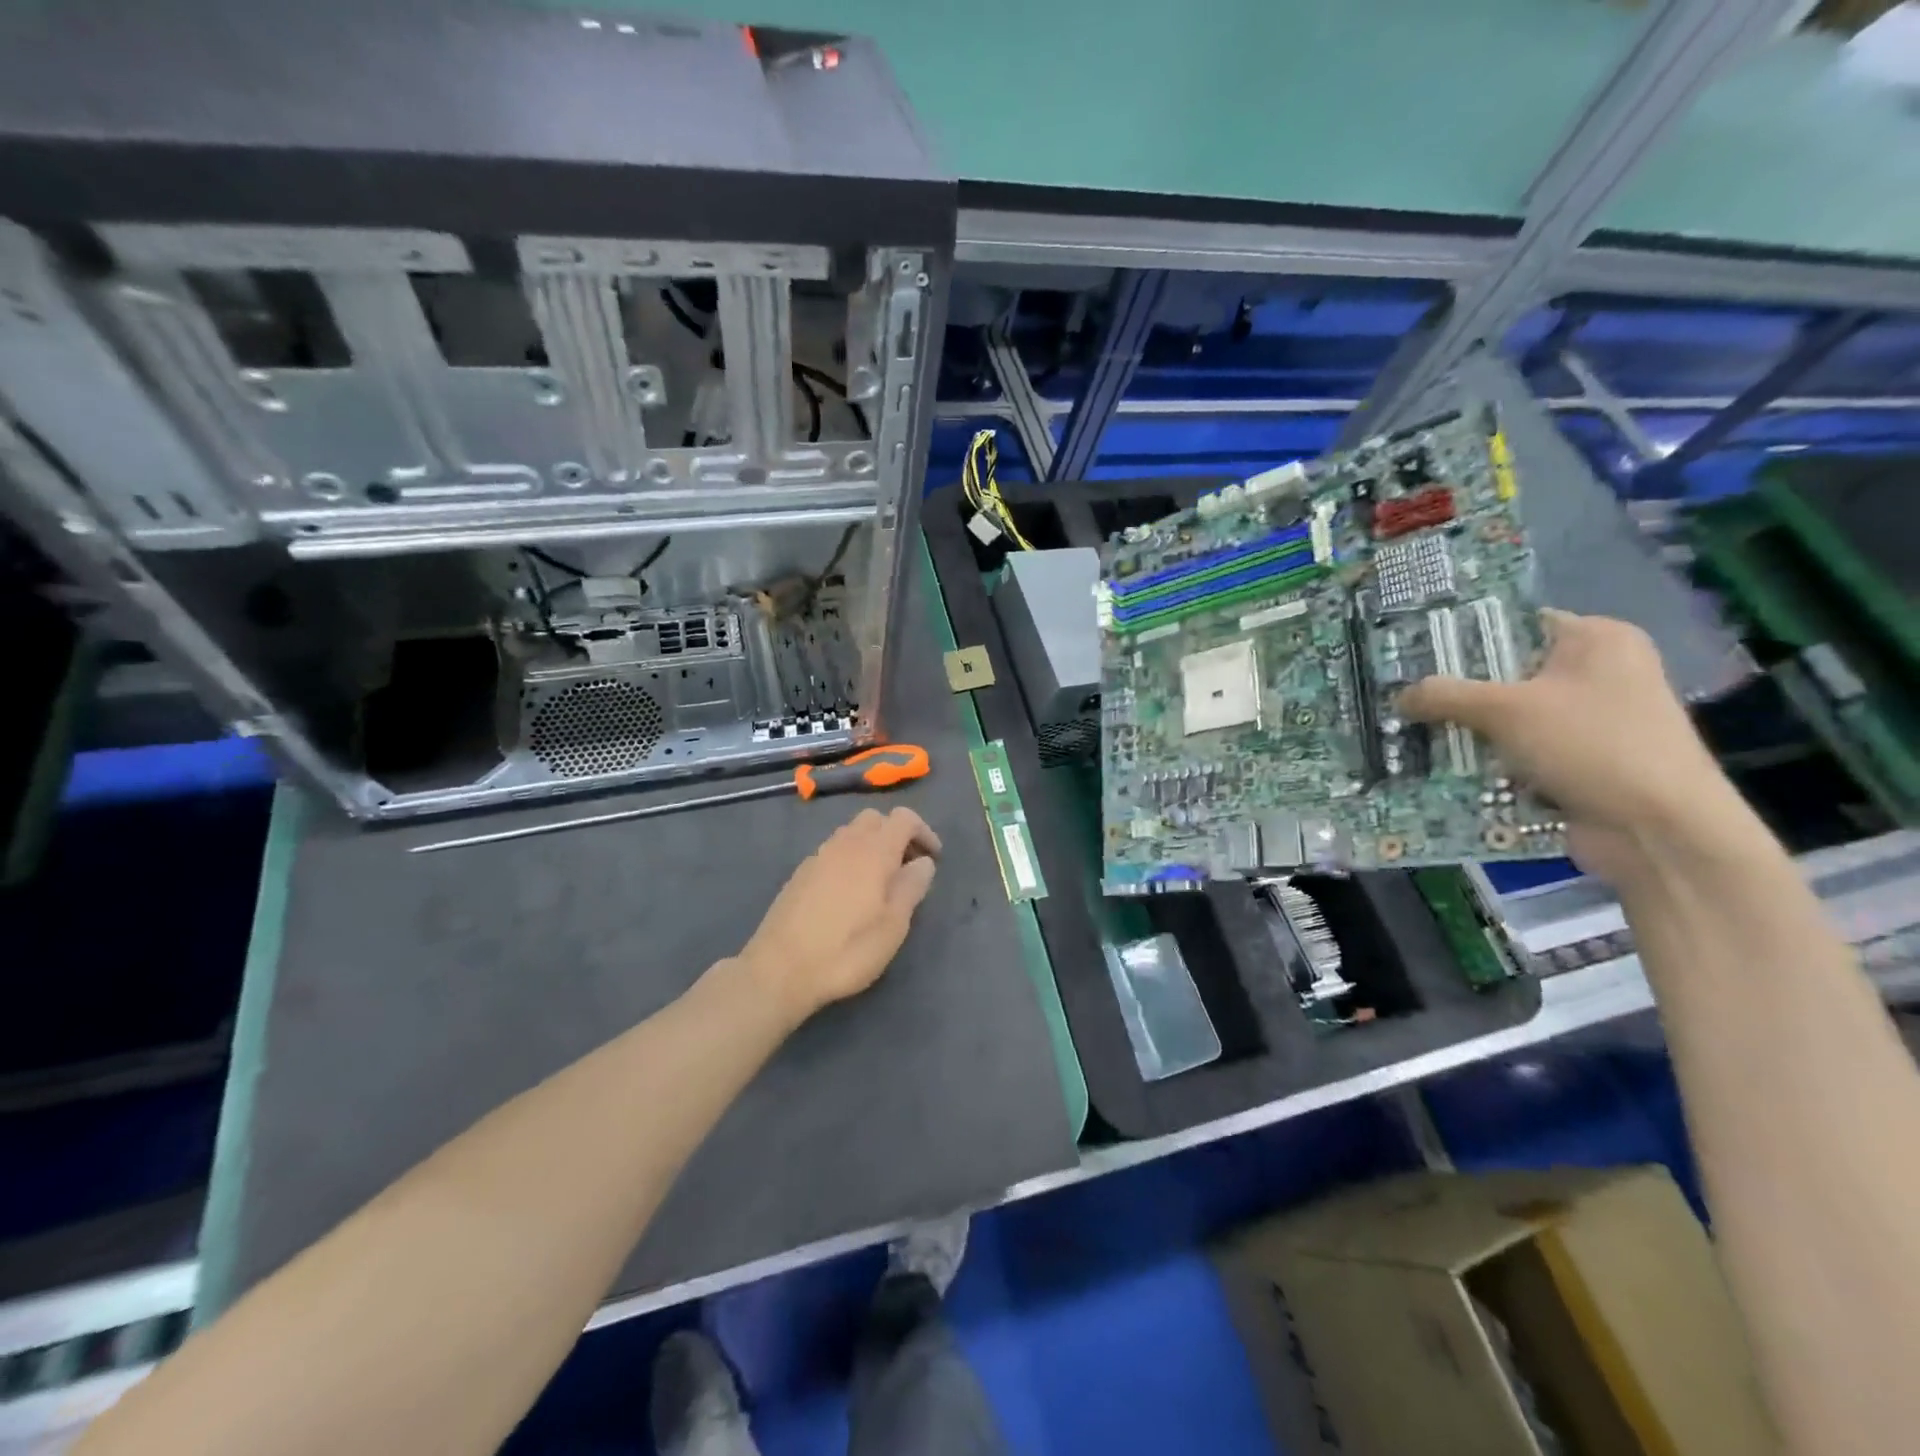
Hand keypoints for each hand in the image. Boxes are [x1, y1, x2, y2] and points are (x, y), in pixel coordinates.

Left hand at [738, 806, 941, 1022]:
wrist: (780, 970)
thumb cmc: (847, 950)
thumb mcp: (893, 925)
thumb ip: (912, 887)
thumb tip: (924, 862)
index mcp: (873, 851)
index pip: (904, 818)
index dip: (924, 831)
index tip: (933, 858)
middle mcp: (845, 844)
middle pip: (875, 819)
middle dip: (896, 834)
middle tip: (907, 867)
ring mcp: (818, 856)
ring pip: (851, 833)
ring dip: (872, 846)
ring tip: (880, 882)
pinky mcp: (800, 873)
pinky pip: (833, 852)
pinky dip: (850, 859)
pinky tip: (850, 893)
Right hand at [1397, 610, 1735, 883]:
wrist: (1657, 830)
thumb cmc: (1590, 745)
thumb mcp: (1505, 710)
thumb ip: (1445, 695)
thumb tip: (1399, 696)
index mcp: (1598, 640)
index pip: (1516, 624)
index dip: (1463, 638)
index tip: (1413, 657)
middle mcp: (1601, 674)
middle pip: (1507, 674)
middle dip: (1457, 692)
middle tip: (1404, 700)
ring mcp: (1594, 722)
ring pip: (1510, 718)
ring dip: (1468, 732)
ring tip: (1412, 735)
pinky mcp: (1583, 763)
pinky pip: (1521, 753)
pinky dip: (1489, 762)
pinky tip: (1444, 769)